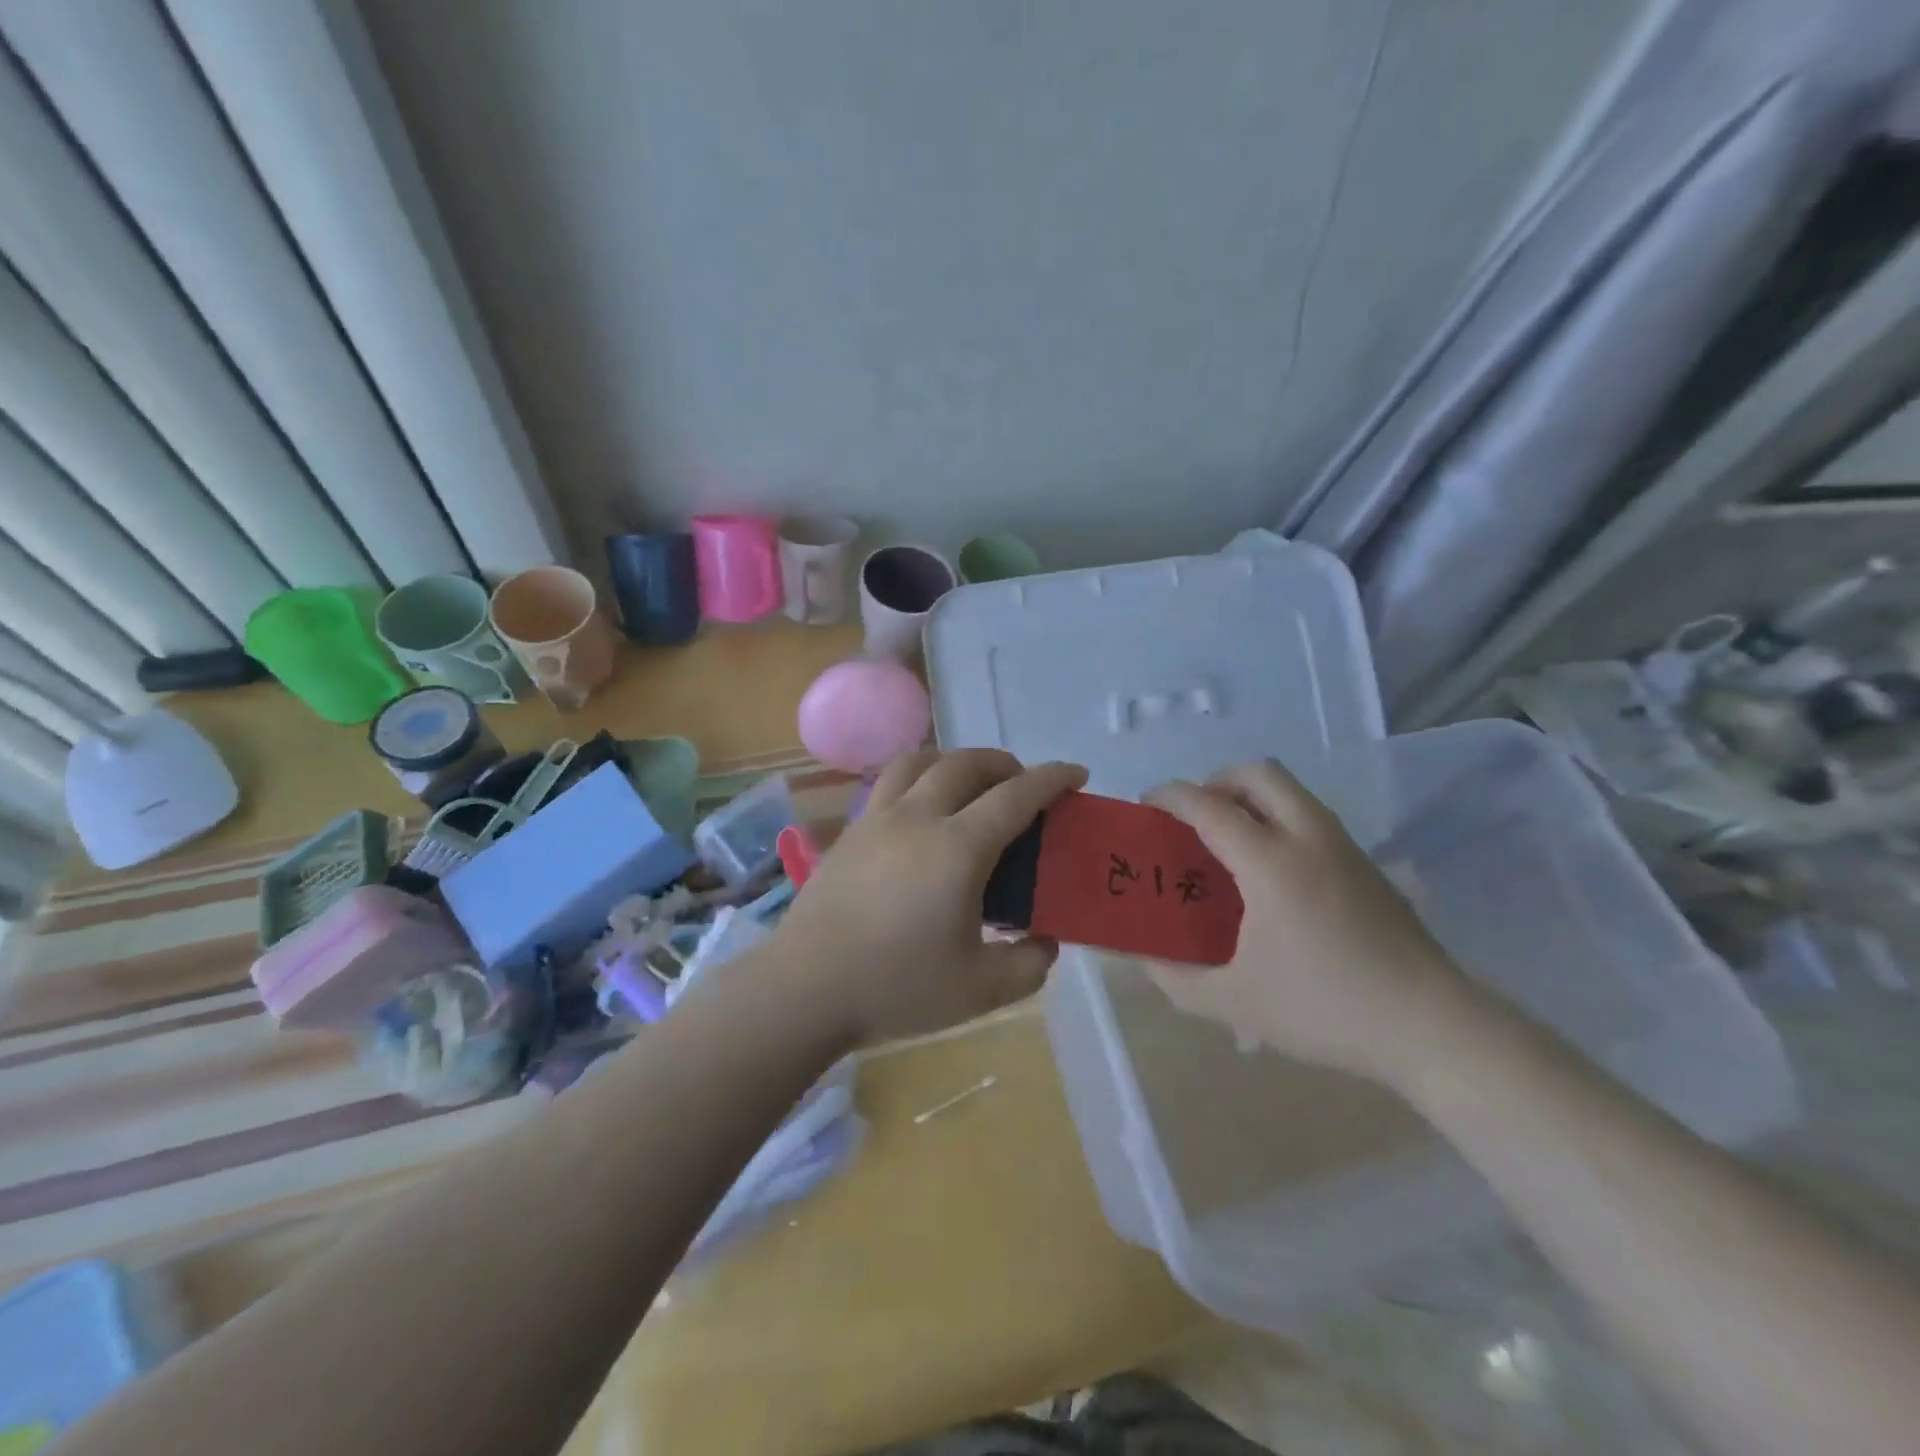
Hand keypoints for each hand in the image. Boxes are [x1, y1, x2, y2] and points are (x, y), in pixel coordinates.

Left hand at [770, 748, 1087, 1046]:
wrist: (805, 988)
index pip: (1016, 796)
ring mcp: (877, 819)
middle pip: (967, 764)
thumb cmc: (896, 987)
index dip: (1052, 778)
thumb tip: (1045, 940)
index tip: (1076, 772)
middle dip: (1004, 763)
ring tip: (969, 784)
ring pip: (919, 761)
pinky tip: (921, 812)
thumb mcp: (980, 990)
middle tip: (1022, 784)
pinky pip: (889, 783)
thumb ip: (1028, 965)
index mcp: (958, 848)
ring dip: (955, 761)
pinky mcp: (850, 832)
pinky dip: (918, 778)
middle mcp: (918, 818)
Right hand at [1146, 759, 1472, 1086]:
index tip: (1144, 804)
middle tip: (1194, 818)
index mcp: (1271, 864)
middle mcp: (1309, 838)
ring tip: (1227, 843)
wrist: (1432, 1027)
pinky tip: (1271, 874)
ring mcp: (1344, 848)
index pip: (1209, 806)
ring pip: (1291, 791)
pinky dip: (1278, 819)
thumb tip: (1144, 958)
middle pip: (1258, 773)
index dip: (1170, 796)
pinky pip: (1310, 817)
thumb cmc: (1325, 1008)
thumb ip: (1177, 978)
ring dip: (1250, 798)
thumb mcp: (1235, 1002)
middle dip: (1216, 781)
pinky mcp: (1367, 865)